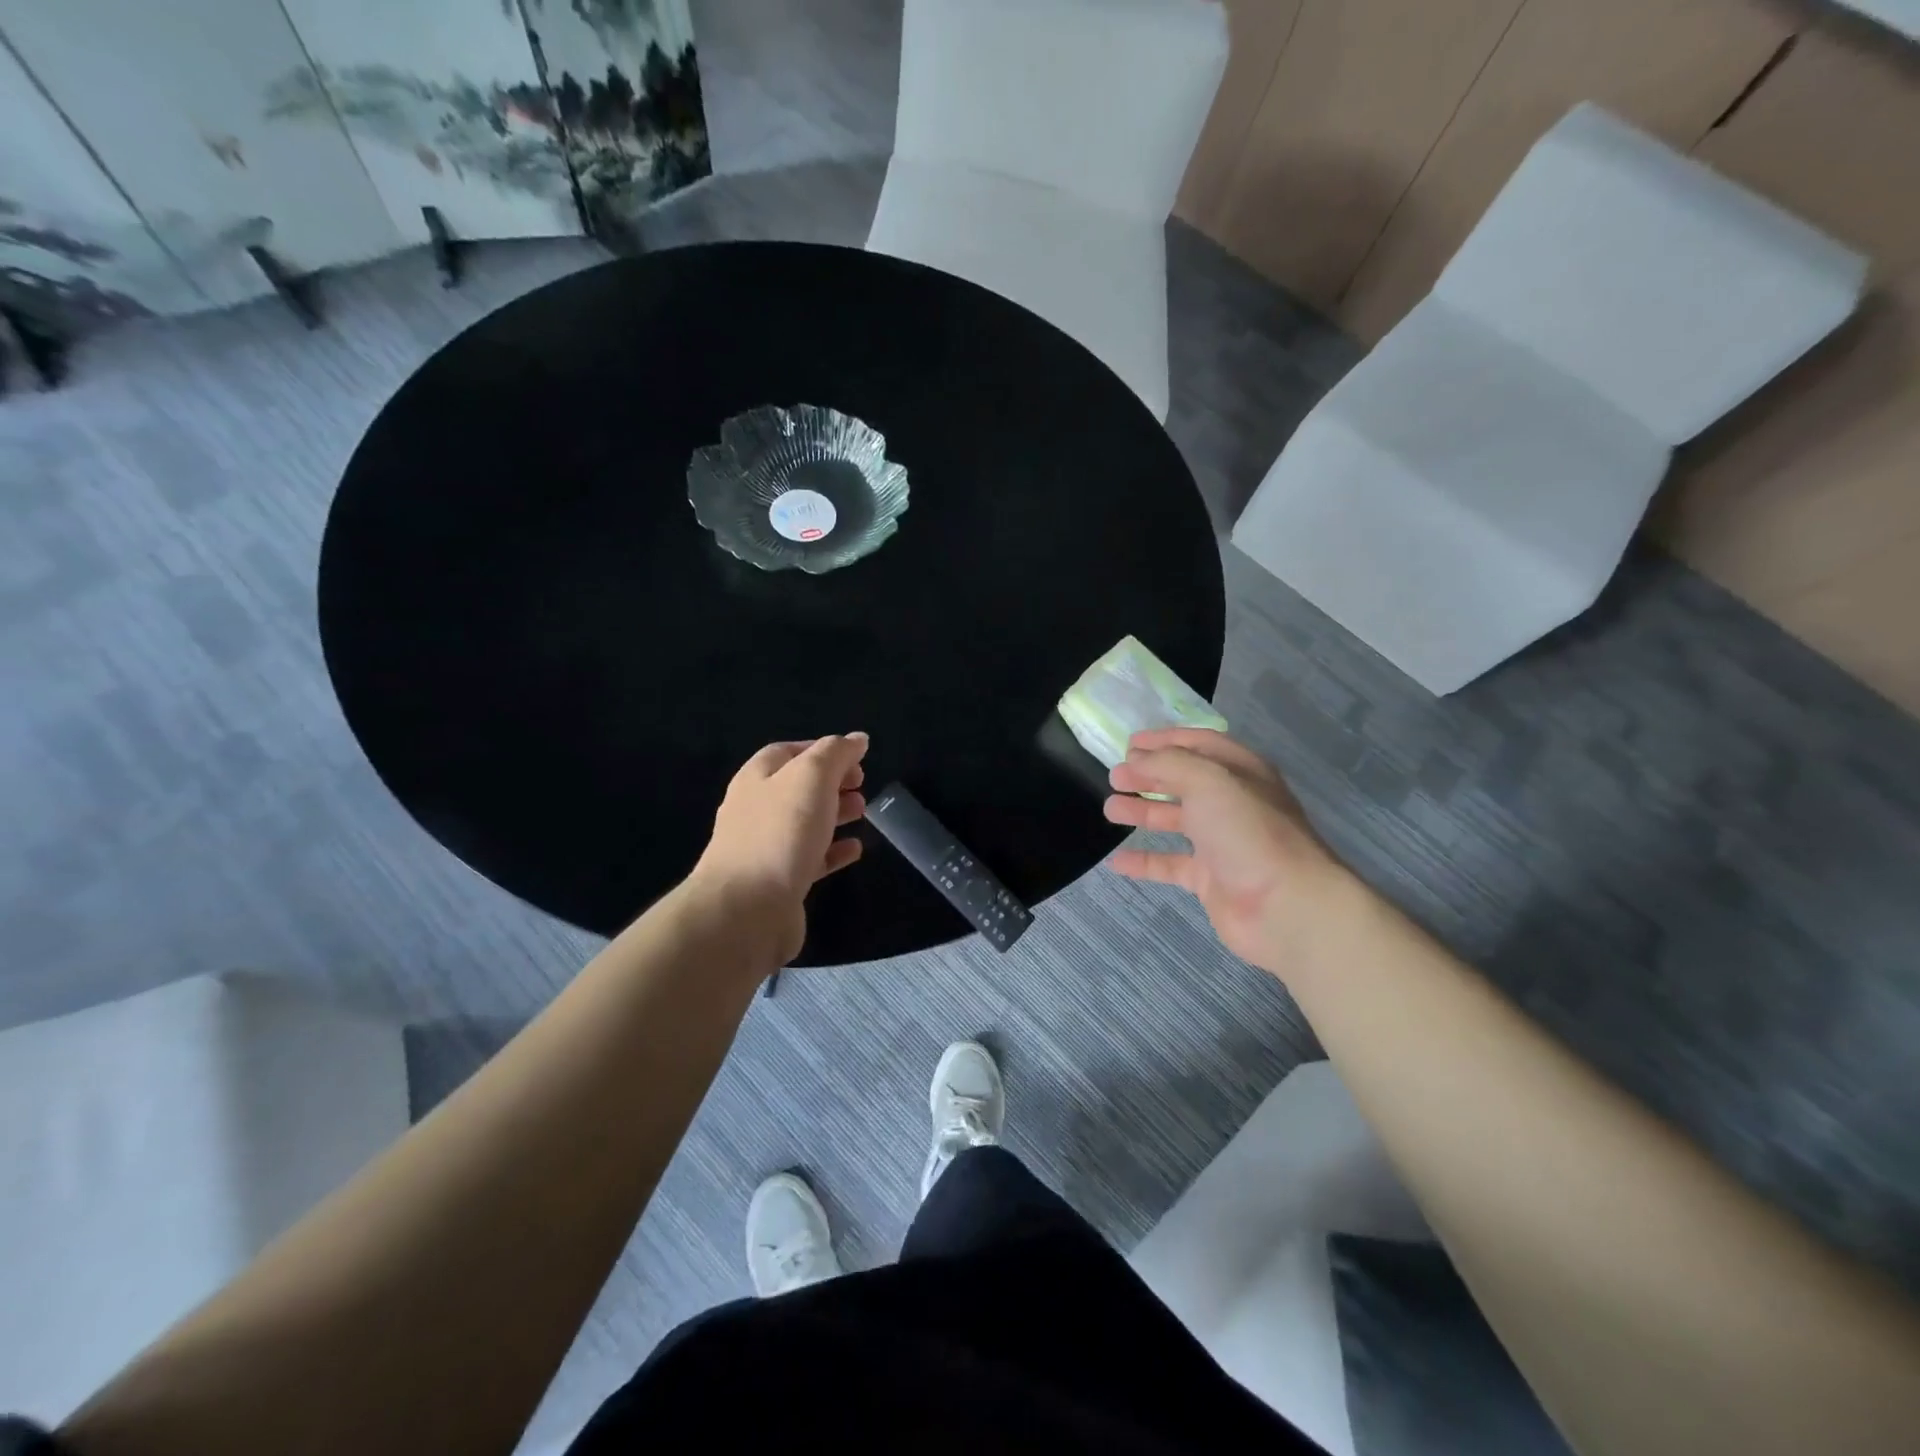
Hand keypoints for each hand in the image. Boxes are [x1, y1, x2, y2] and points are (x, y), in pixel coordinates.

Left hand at [691, 734, 869, 965]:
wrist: (747, 910)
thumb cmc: (780, 833)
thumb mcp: (811, 778)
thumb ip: (835, 753)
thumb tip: (857, 739)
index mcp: (756, 779)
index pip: (787, 752)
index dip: (821, 749)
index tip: (856, 756)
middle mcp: (755, 810)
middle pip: (797, 788)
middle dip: (831, 782)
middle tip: (862, 783)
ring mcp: (765, 849)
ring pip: (804, 823)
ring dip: (834, 813)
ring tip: (863, 811)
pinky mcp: (778, 883)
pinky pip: (810, 859)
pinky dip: (833, 851)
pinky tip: (855, 850)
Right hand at [1104, 728, 1346, 977]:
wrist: (1284, 905)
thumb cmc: (1247, 831)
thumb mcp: (1208, 780)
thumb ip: (1169, 763)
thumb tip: (1136, 759)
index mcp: (1241, 771)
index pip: (1200, 744)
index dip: (1165, 740)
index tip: (1130, 743)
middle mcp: (1233, 803)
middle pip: (1185, 781)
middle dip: (1149, 775)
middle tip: (1115, 776)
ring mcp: (1222, 842)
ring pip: (1175, 820)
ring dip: (1143, 811)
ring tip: (1110, 809)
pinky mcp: (1211, 879)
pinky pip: (1171, 864)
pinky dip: (1144, 861)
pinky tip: (1116, 862)